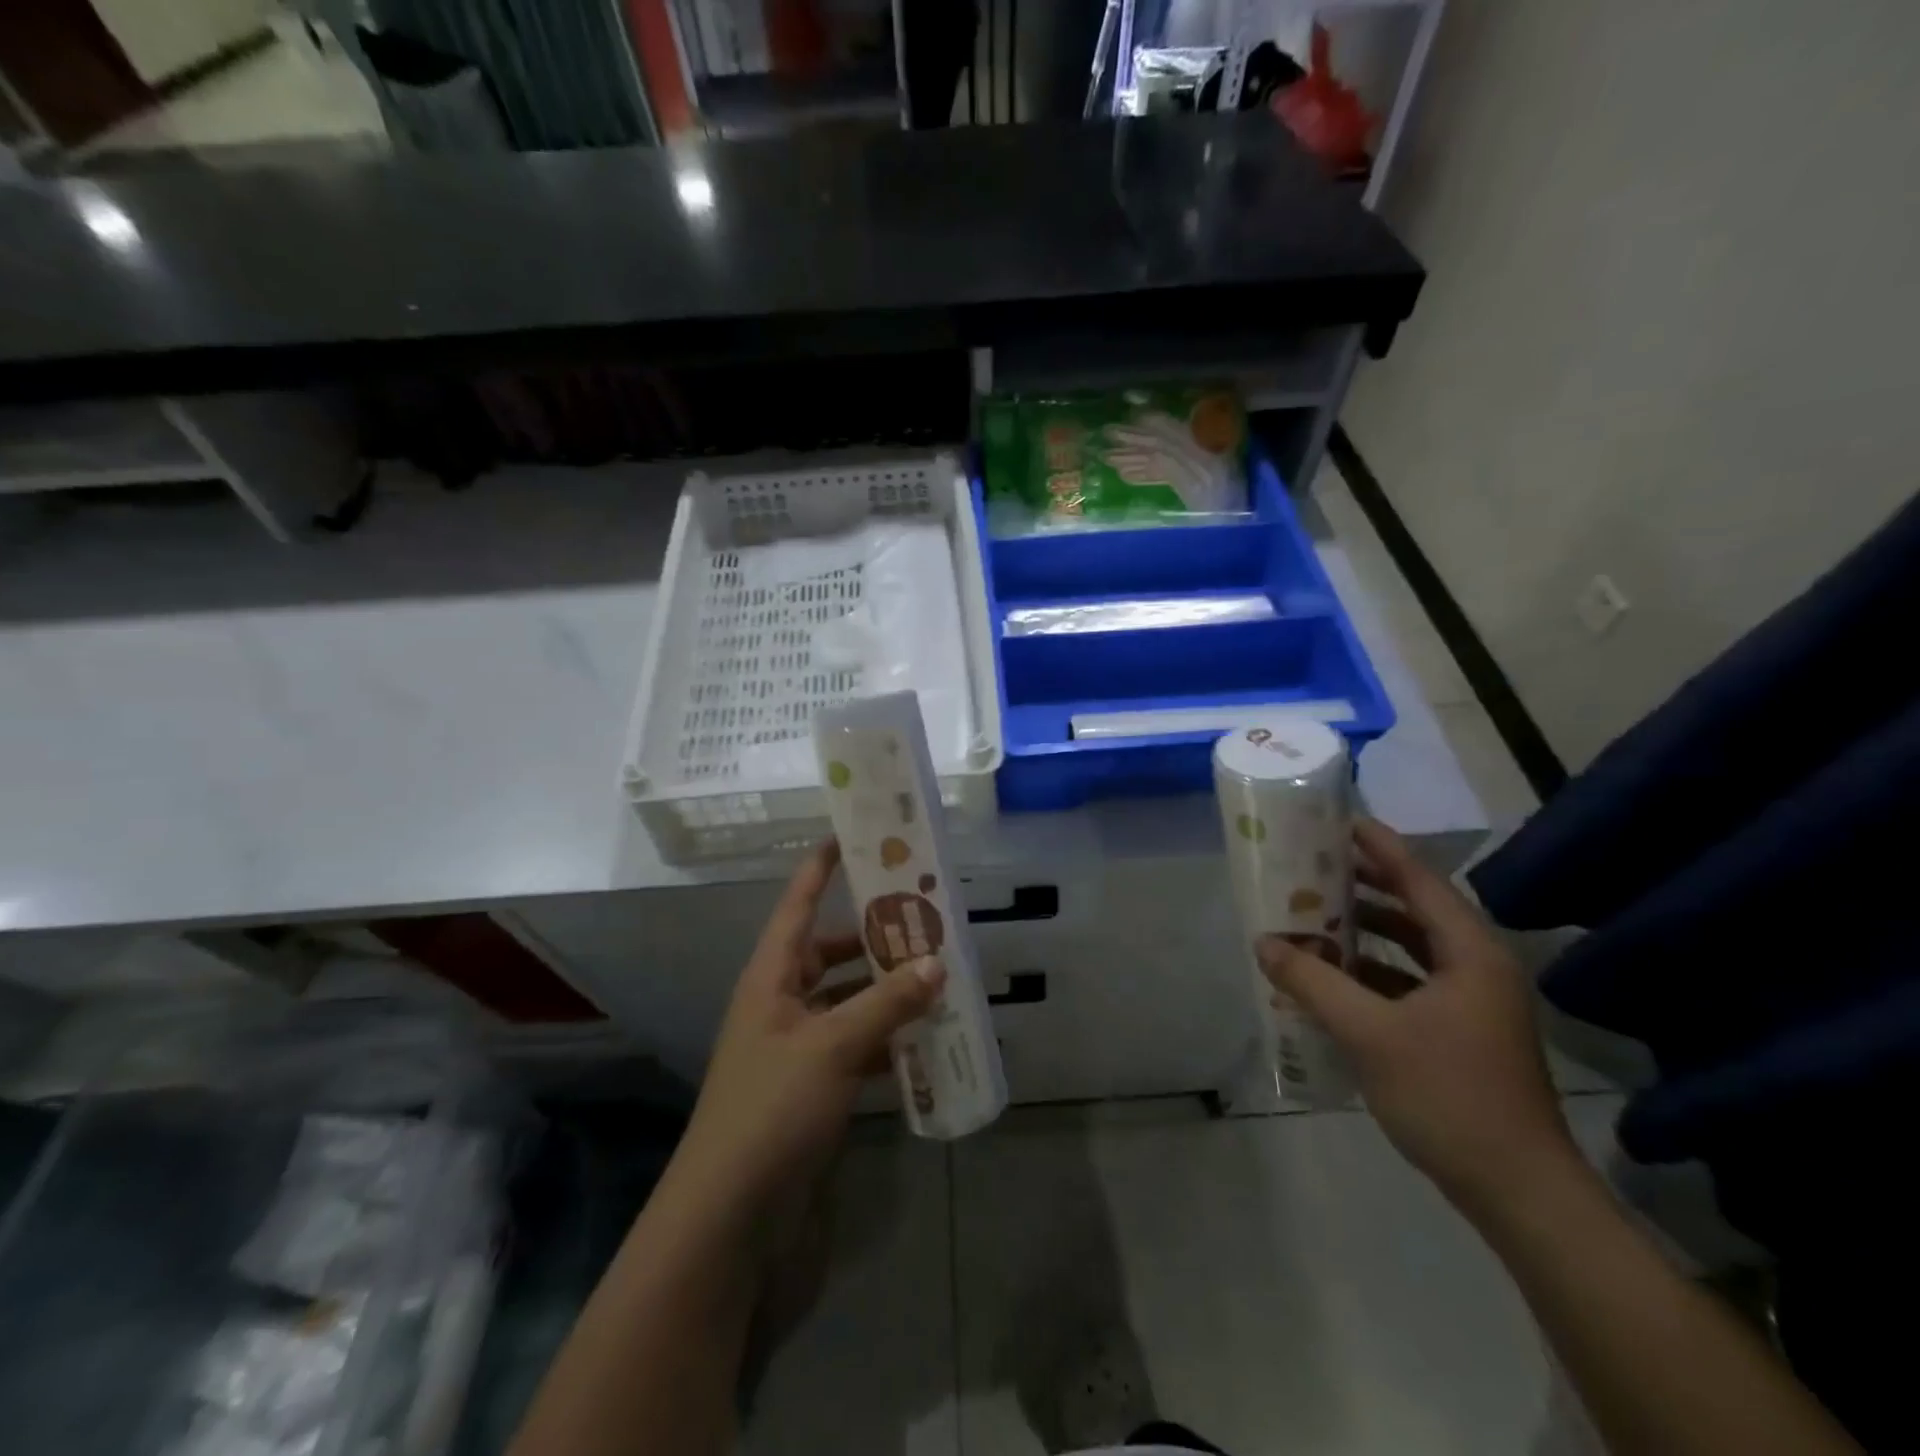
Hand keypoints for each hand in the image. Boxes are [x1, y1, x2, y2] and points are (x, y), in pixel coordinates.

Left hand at [670, 840, 945, 1221]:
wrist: (731, 1219)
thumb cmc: (772, 1110)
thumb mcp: (832, 1047)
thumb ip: (886, 1003)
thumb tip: (935, 961)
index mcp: (771, 979)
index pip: (797, 907)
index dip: (819, 869)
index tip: (848, 835)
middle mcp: (781, 1005)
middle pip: (830, 953)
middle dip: (872, 936)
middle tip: (922, 917)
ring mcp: (797, 1050)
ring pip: (848, 1002)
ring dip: (886, 991)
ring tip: (938, 973)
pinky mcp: (814, 1090)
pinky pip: (856, 1047)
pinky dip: (886, 1039)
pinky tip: (925, 1038)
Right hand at [1257, 819, 1577, 1216]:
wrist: (1519, 1193)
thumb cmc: (1448, 1097)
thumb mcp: (1368, 1034)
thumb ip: (1313, 982)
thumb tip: (1264, 942)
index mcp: (1470, 954)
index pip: (1420, 881)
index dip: (1380, 848)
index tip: (1340, 820)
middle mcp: (1478, 967)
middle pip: (1417, 909)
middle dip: (1366, 887)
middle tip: (1314, 865)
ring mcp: (1474, 1004)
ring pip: (1413, 948)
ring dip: (1366, 932)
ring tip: (1315, 916)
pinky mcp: (1463, 1033)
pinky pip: (1411, 982)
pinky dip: (1373, 973)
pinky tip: (1334, 978)